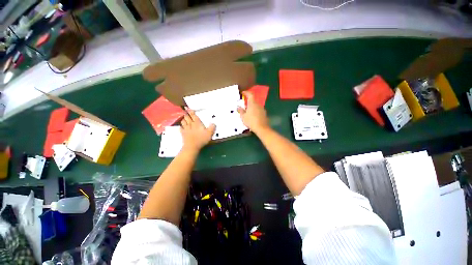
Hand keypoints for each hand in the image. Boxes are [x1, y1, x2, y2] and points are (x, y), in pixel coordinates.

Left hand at [180, 108, 215, 152]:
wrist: (192, 146)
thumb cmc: (201, 139)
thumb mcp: (209, 134)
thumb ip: (212, 127)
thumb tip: (213, 123)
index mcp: (197, 123)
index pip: (193, 115)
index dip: (191, 111)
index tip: (188, 107)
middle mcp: (191, 124)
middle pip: (187, 117)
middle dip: (186, 114)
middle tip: (185, 111)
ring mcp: (186, 129)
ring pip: (183, 121)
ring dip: (183, 119)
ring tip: (184, 118)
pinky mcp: (183, 133)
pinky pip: (181, 128)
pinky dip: (181, 126)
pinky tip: (181, 126)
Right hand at [237, 91, 269, 133]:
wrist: (261, 128)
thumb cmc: (251, 121)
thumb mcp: (243, 117)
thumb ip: (241, 111)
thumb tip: (238, 107)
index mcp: (252, 103)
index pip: (250, 94)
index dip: (246, 92)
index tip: (242, 93)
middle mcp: (258, 104)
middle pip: (253, 100)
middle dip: (248, 101)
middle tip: (243, 104)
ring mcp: (262, 109)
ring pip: (256, 105)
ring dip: (251, 106)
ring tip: (247, 111)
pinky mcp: (264, 114)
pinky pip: (258, 110)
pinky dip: (255, 111)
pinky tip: (252, 116)